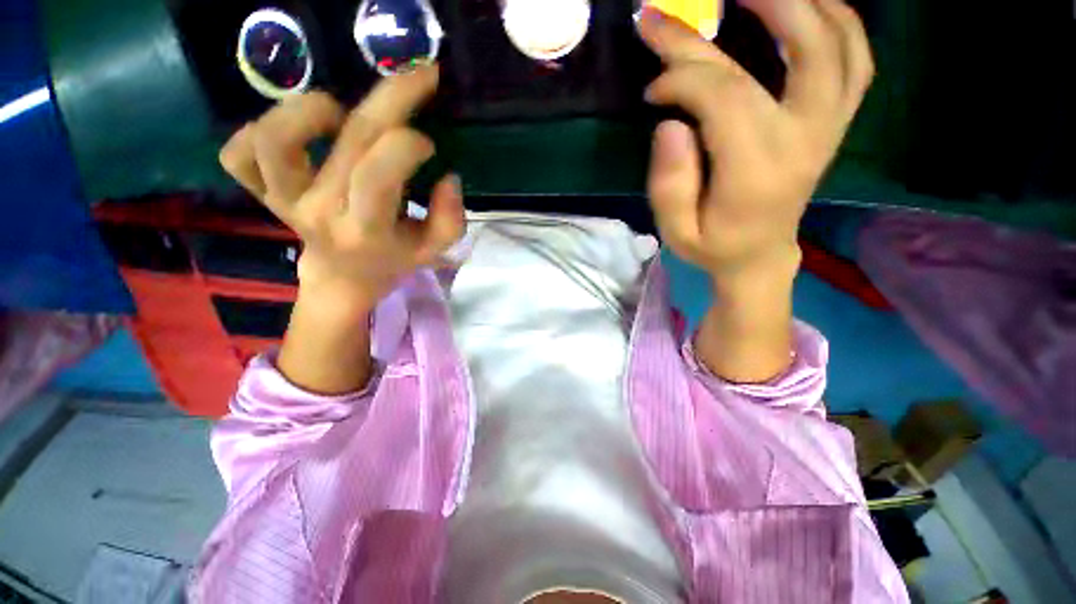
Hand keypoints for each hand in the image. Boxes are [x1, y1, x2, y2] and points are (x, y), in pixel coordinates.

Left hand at [219, 65, 463, 313]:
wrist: (344, 275)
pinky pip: (238, 155)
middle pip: (347, 140)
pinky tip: (295, 134)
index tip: (427, 143)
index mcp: (366, 230)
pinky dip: (254, 130)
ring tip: (340, 114)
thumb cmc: (394, 258)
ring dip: (311, 109)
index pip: (377, 175)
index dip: (407, 145)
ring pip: (275, 138)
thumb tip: (448, 177)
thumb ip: (450, 219)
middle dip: (391, 99)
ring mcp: (282, 199)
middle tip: (418, 79)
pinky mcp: (260, 192)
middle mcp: (320, 212)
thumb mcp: (433, 249)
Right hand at [639, 0, 873, 286]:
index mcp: (758, 170)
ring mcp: (829, 125)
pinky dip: (837, 19)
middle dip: (742, 11)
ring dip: (801, 2)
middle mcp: (806, 137)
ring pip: (838, 41)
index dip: (683, 77)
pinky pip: (856, 57)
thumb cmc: (713, 246)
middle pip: (792, 49)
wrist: (759, 256)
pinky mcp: (836, 121)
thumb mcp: (677, 231)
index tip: (653, 88)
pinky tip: (807, 6)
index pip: (726, 96)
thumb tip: (669, 122)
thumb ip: (669, 184)